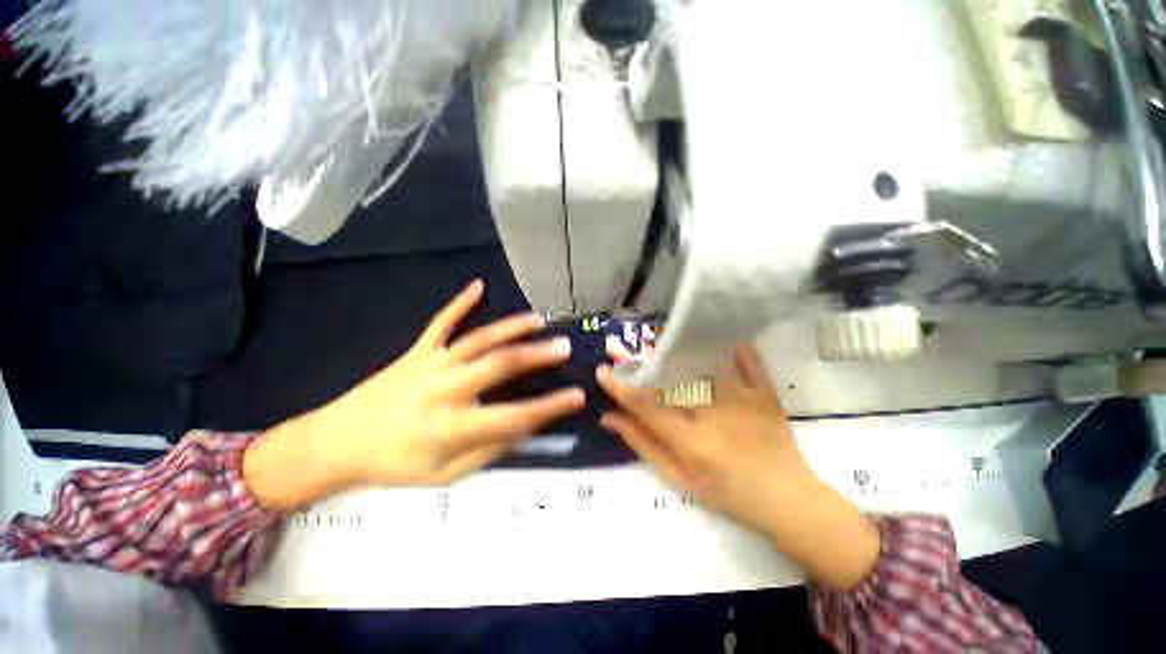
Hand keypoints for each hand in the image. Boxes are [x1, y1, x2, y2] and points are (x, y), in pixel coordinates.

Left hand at [245, 281, 585, 506]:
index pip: (515, 415)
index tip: (578, 396)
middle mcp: (446, 389)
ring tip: (538, 319)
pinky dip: (460, 302)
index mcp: (453, 427)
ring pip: (479, 338)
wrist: (336, 443)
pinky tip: (478, 285)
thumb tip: (526, 428)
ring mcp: (431, 363)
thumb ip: (489, 450)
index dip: (551, 407)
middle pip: (500, 365)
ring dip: (511, 326)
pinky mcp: (417, 350)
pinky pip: (442, 321)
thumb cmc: (396, 465)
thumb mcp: (445, 475)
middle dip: (537, 354)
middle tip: (564, 346)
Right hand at [596, 344, 880, 588]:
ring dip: (669, 347)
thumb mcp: (680, 479)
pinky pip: (745, 360)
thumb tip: (610, 418)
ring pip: (699, 364)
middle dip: (635, 361)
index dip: (619, 387)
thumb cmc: (728, 495)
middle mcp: (713, 415)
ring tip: (646, 336)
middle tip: (614, 345)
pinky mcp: (764, 392)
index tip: (601, 370)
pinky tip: (707, 331)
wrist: (789, 501)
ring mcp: (742, 399)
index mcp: (692, 441)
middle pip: (667, 380)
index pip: (645, 406)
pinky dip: (727, 343)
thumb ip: (644, 445)